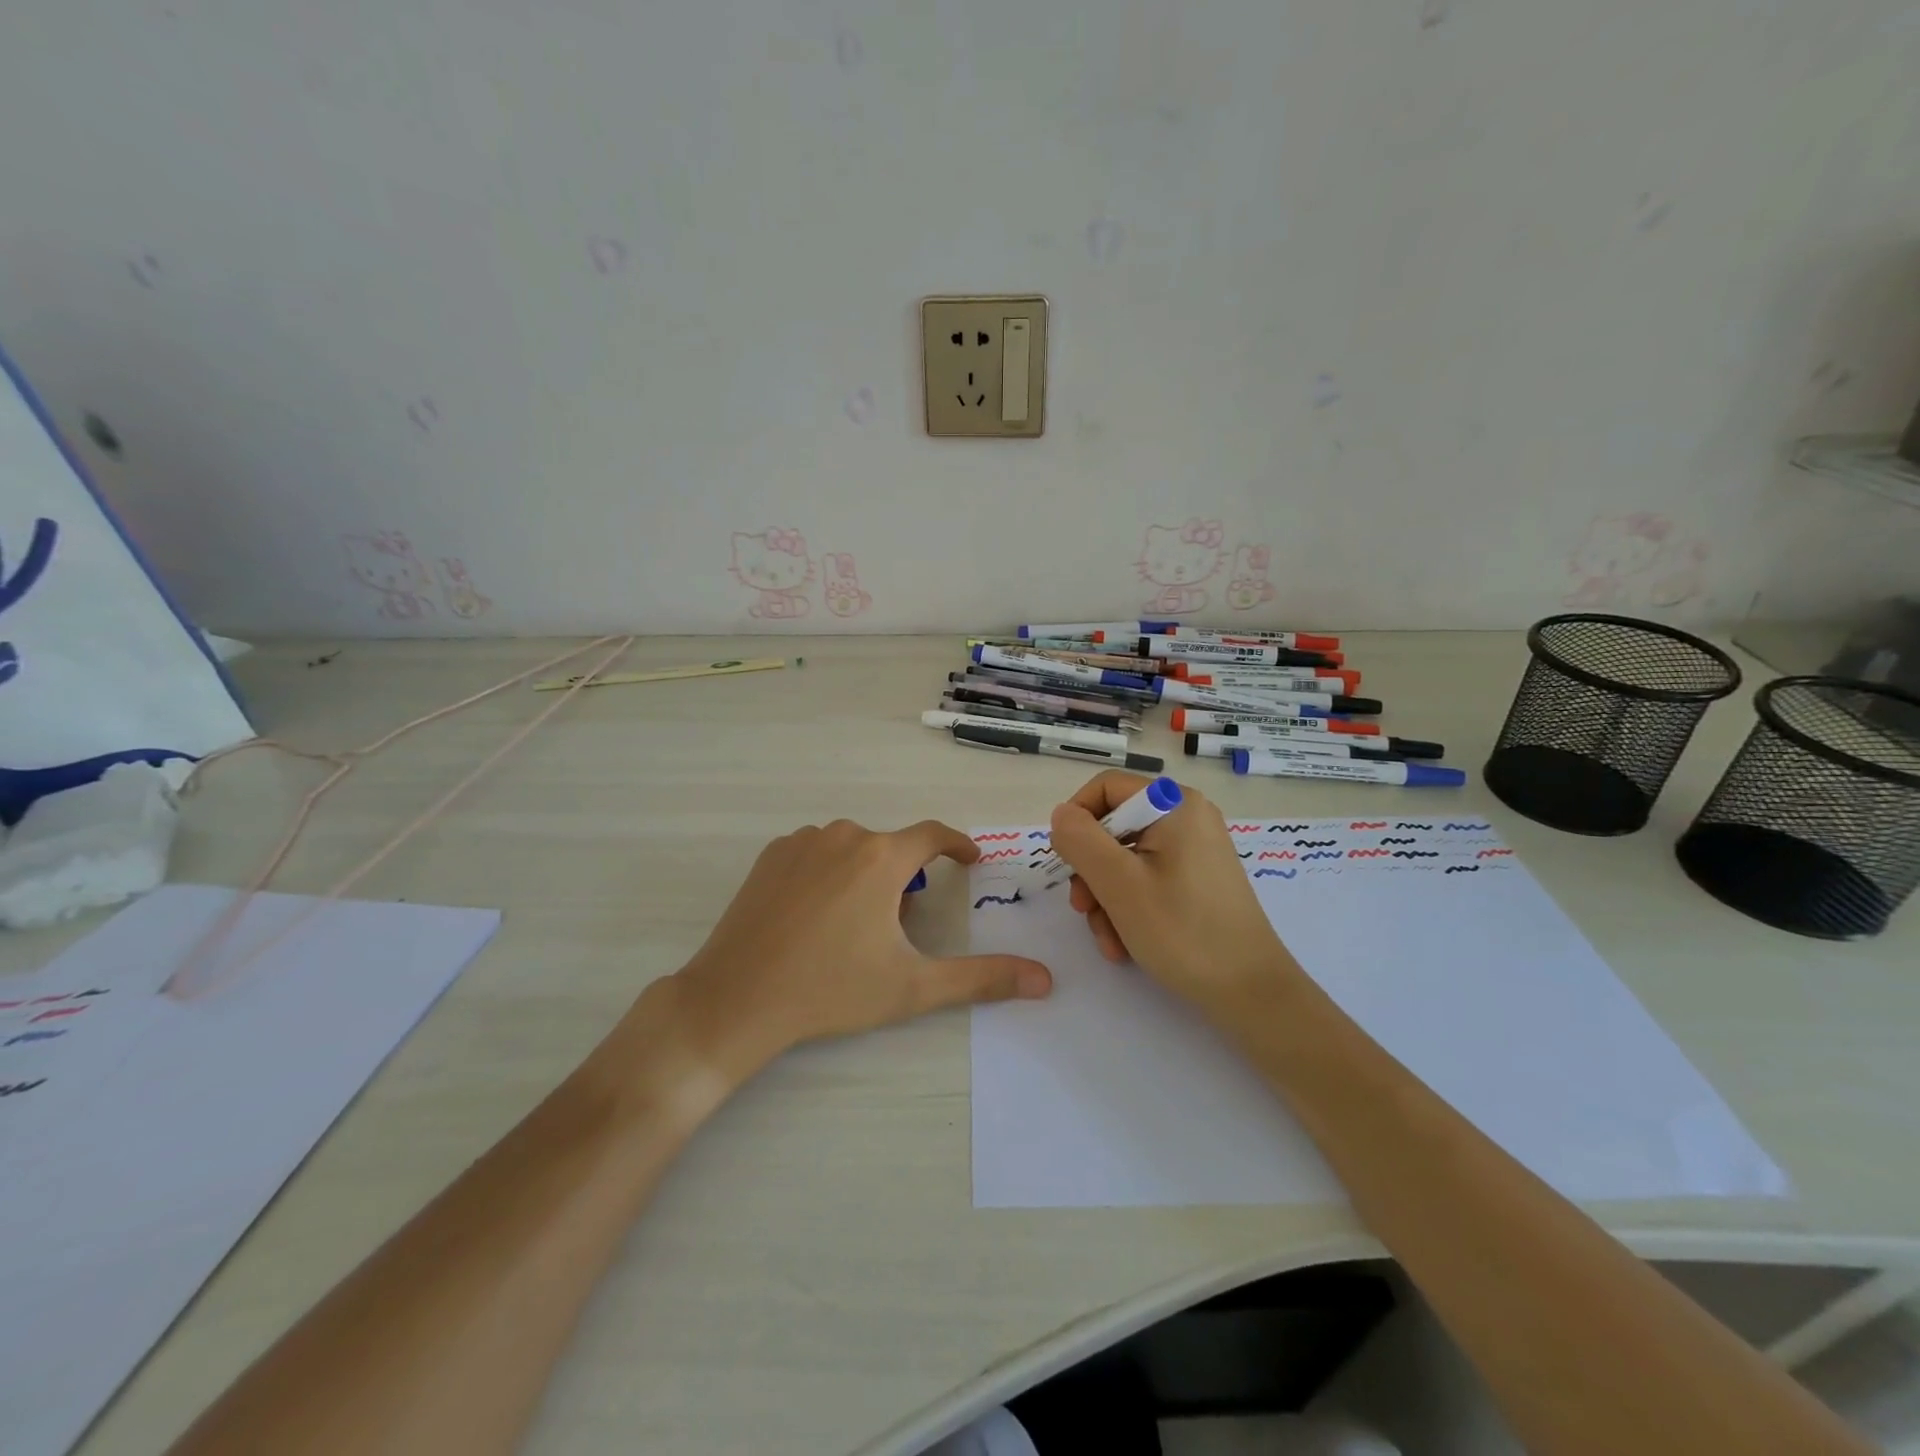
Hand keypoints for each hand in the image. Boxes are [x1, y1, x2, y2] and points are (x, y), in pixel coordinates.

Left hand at [670, 818, 1052, 1078]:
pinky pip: (817, 853)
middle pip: (891, 848)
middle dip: (906, 879)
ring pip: (853, 849)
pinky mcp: (770, 856)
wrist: (736, 999)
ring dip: (866, 875)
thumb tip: (1044, 980)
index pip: (933, 835)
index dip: (957, 844)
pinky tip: (817, 915)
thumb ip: (981, 978)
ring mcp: (802, 842)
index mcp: (881, 857)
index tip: (970, 859)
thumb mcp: (912, 986)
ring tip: (855, 926)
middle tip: (901, 926)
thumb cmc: (830, 990)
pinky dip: (830, 873)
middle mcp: (843, 835)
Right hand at [1049, 771, 1297, 1019]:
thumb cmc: (1183, 932)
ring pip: (1126, 859)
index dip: (1076, 820)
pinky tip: (1125, 944)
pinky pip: (1148, 879)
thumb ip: (1081, 840)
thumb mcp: (1119, 884)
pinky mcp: (1198, 879)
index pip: (1106, 788)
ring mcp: (1195, 849)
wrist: (1251, 992)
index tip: (1066, 863)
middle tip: (1083, 910)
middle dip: (1091, 872)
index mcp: (1175, 804)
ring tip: (1109, 940)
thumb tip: (1061, 815)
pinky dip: (1130, 907)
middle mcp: (1188, 817)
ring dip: (1106, 898)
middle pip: (1114, 827)